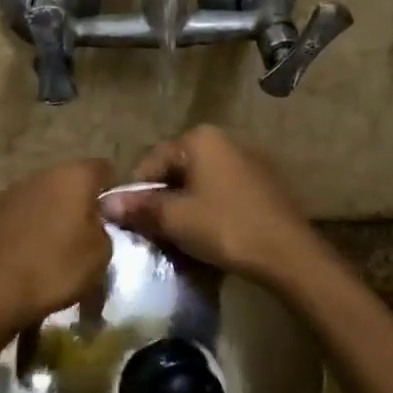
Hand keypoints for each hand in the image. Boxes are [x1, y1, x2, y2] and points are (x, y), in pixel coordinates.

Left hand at [0, 158, 114, 332]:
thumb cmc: (55, 269)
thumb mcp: (100, 256)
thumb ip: (103, 229)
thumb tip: (93, 222)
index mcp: (73, 177)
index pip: (102, 168)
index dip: (110, 187)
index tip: (112, 213)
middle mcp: (40, 175)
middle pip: (67, 182)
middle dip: (76, 203)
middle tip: (84, 233)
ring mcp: (9, 193)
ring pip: (39, 198)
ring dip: (48, 215)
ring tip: (52, 248)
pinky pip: (17, 217)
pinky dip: (25, 230)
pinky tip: (25, 256)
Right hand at [100, 126, 318, 284]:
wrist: (288, 253)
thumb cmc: (225, 228)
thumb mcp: (175, 219)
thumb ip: (139, 207)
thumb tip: (104, 202)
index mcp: (201, 138)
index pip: (152, 161)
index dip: (138, 193)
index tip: (136, 222)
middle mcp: (226, 138)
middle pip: (178, 168)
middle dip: (164, 198)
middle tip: (158, 231)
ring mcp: (250, 158)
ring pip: (202, 180)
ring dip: (187, 204)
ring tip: (184, 234)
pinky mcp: (265, 180)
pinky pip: (225, 188)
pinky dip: (212, 206)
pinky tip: (213, 231)